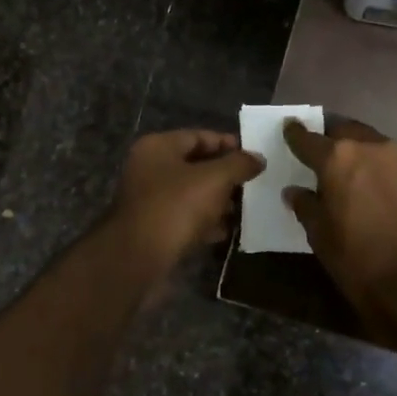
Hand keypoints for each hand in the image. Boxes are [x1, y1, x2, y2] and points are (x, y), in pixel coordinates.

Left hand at [108, 129, 264, 267]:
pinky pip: (184, 218)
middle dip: (224, 175)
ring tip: (244, 209)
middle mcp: (148, 169)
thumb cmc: (176, 207)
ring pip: (190, 194)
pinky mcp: (152, 228)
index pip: (198, 136)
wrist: (138, 258)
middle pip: (194, 165)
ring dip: (216, 201)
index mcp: (158, 147)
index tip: (253, 157)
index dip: (228, 144)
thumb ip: (239, 164)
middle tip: (252, 184)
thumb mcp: (214, 179)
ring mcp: (148, 200)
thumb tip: (258, 158)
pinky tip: (225, 231)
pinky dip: (204, 222)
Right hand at [283, 118, 396, 321]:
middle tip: (331, 157)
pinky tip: (396, 198)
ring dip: (369, 158)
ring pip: (382, 148)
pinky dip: (396, 177)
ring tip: (365, 179)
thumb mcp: (321, 237)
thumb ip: (306, 206)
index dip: (296, 134)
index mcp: (339, 160)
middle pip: (350, 132)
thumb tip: (295, 191)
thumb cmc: (359, 262)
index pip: (309, 139)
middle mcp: (375, 149)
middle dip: (337, 140)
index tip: (291, 128)